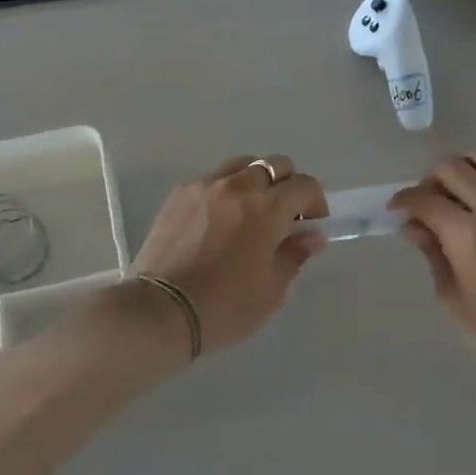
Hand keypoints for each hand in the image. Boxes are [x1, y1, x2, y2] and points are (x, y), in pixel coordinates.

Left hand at [133, 156, 328, 354]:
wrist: (160, 309)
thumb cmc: (224, 307)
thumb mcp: (271, 290)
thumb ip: (294, 255)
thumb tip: (312, 236)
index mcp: (267, 208)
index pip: (304, 185)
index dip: (315, 202)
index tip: (310, 224)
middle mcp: (238, 186)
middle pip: (275, 165)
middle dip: (287, 185)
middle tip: (283, 217)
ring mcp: (206, 184)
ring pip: (243, 165)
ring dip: (256, 181)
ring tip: (250, 212)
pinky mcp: (181, 192)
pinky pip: (213, 177)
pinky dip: (226, 189)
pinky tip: (219, 218)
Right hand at [392, 151, 475, 385]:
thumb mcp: (454, 297)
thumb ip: (431, 253)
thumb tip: (413, 225)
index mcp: (468, 234)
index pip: (424, 199)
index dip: (404, 200)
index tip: (397, 209)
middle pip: (450, 167)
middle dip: (429, 180)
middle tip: (426, 202)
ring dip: (462, 168)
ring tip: (457, 192)